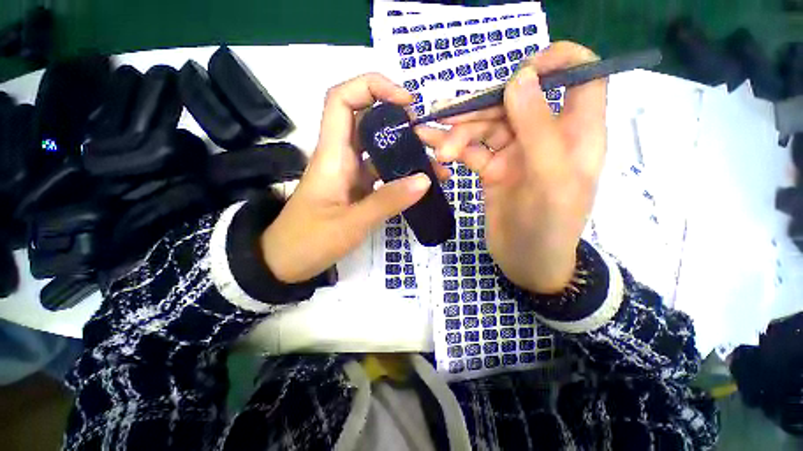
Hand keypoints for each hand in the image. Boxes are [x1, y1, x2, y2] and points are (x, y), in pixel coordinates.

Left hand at [261, 73, 449, 282]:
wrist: (286, 262)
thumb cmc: (309, 241)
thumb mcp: (351, 223)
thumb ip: (387, 201)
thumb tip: (424, 180)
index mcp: (332, 155)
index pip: (342, 100)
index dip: (372, 87)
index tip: (405, 101)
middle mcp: (341, 157)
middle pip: (368, 122)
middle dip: (400, 122)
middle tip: (429, 139)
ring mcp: (350, 175)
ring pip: (380, 151)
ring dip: (407, 153)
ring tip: (436, 166)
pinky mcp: (357, 190)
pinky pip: (382, 174)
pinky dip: (401, 176)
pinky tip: (420, 185)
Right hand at [417, 42, 607, 292]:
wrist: (526, 263)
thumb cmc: (549, 226)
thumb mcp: (551, 178)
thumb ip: (539, 127)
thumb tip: (520, 77)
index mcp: (576, 133)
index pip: (581, 76)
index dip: (557, 61)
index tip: (520, 71)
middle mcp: (546, 136)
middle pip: (515, 101)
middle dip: (481, 108)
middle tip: (448, 121)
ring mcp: (515, 153)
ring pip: (487, 126)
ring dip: (459, 132)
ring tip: (434, 143)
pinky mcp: (493, 169)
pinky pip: (472, 150)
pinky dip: (453, 148)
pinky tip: (435, 149)